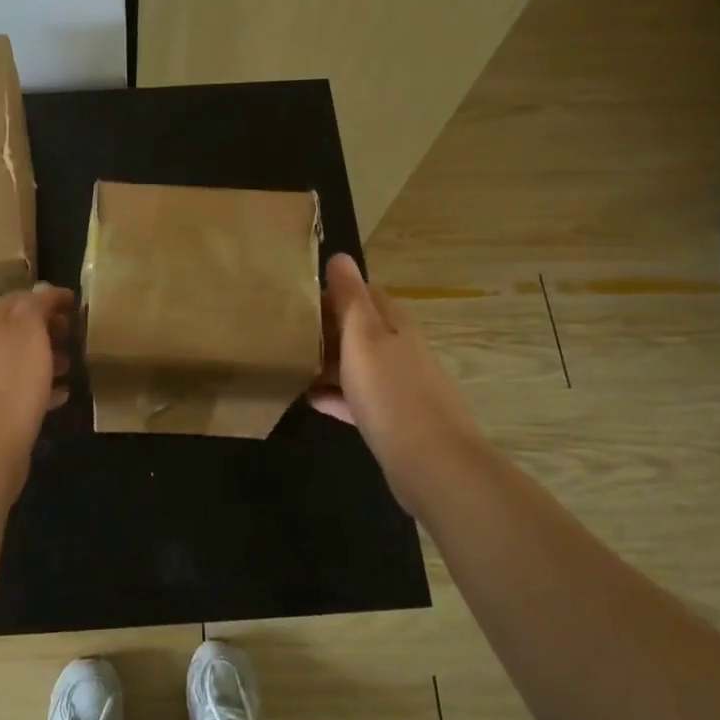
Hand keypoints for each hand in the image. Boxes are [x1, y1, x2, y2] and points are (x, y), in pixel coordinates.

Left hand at [0, 283, 75, 472]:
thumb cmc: (10, 379)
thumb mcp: (28, 329)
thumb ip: (37, 305)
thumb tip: (43, 290)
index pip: (18, 299)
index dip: (47, 298)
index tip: (76, 304)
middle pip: (17, 331)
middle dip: (47, 329)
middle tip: (75, 336)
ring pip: (19, 362)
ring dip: (46, 359)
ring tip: (71, 366)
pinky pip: (20, 392)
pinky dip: (42, 388)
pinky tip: (61, 397)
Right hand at [310, 254, 483, 510]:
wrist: (433, 464)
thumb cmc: (391, 392)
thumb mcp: (363, 337)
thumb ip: (350, 298)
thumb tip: (340, 255)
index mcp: (395, 323)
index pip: (364, 293)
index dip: (332, 294)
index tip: (298, 304)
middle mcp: (401, 349)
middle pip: (360, 329)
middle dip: (326, 329)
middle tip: (287, 335)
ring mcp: (399, 385)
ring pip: (358, 364)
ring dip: (328, 363)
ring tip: (291, 365)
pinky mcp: (394, 419)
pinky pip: (358, 398)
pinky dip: (336, 395)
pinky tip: (310, 399)